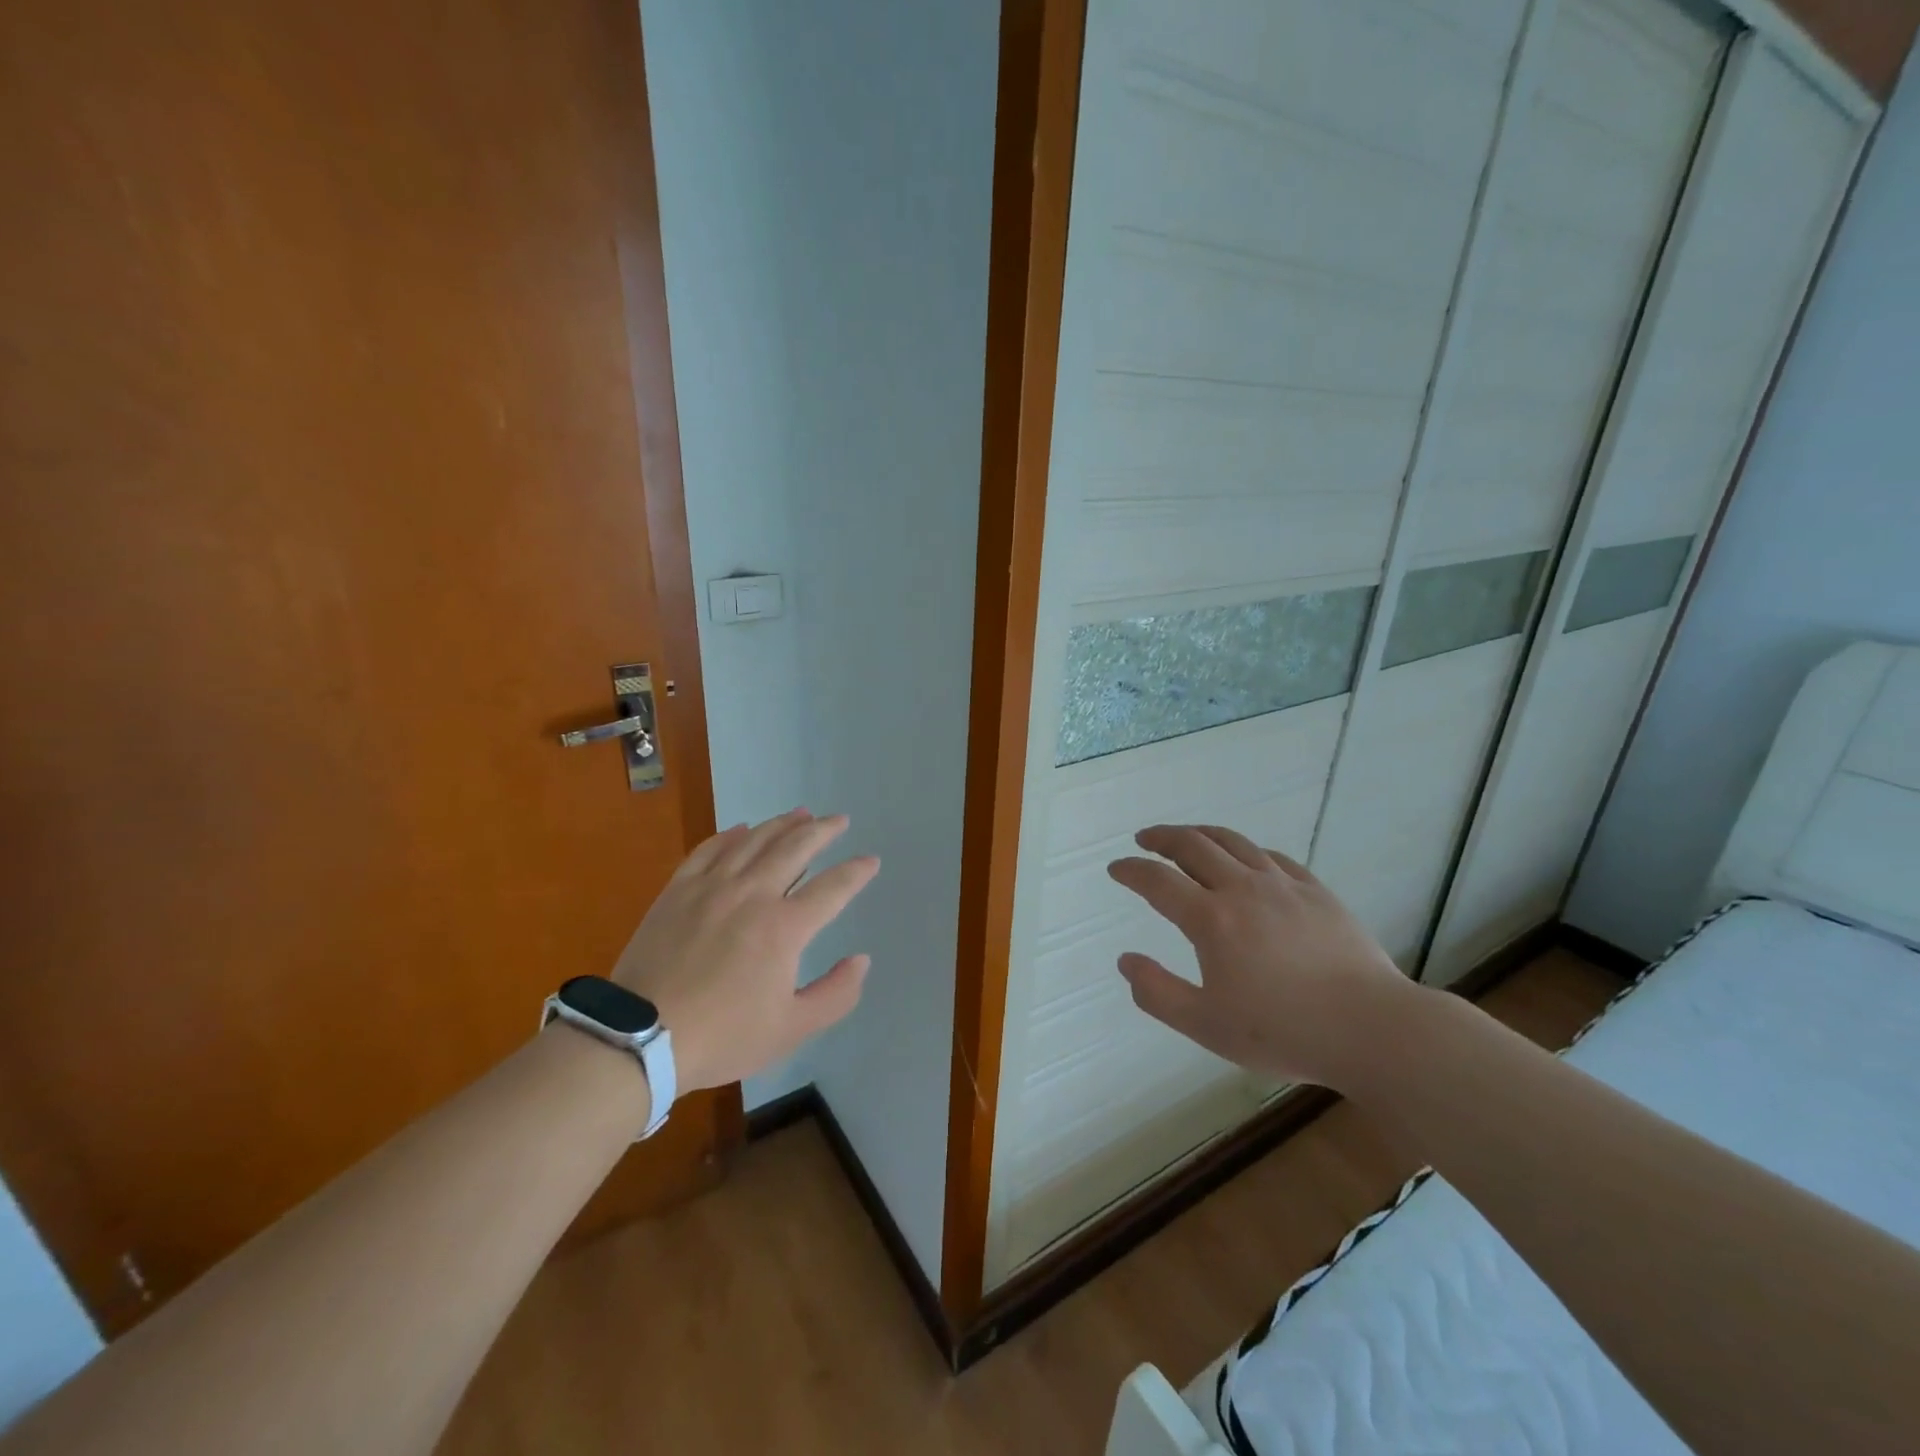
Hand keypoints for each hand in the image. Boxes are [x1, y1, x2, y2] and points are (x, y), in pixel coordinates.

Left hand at [609, 809, 879, 1092]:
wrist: (640, 1038)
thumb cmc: (722, 1035)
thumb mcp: (791, 1029)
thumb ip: (835, 994)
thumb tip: (862, 960)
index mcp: (784, 927)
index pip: (832, 888)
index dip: (856, 872)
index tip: (871, 860)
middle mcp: (753, 894)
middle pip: (795, 848)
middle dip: (823, 830)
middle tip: (839, 820)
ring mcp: (712, 886)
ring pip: (754, 840)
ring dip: (782, 823)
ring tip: (801, 813)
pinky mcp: (678, 889)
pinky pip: (709, 849)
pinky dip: (730, 835)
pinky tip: (741, 829)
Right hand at [1107, 824, 1419, 1089]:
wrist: (1371, 1028)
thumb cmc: (1284, 1031)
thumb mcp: (1206, 1026)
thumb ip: (1158, 993)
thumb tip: (1126, 961)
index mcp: (1211, 919)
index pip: (1158, 881)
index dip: (1132, 870)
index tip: (1116, 868)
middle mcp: (1242, 889)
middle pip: (1193, 846)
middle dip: (1162, 838)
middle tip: (1144, 839)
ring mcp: (1282, 885)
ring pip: (1233, 842)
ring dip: (1201, 834)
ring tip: (1186, 837)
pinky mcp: (1315, 891)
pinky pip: (1272, 857)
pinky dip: (1247, 850)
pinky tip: (1245, 859)